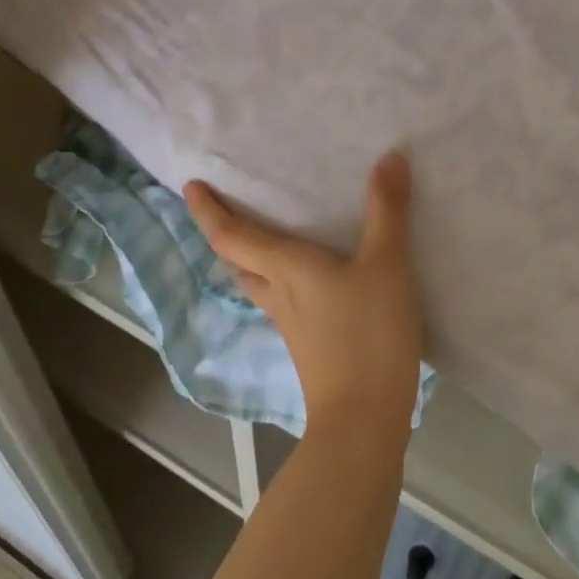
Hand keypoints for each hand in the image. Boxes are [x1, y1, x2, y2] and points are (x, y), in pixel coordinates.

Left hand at [184, 152, 423, 440]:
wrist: (363, 422)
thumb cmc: (368, 335)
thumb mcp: (386, 265)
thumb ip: (387, 210)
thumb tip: (389, 156)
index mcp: (285, 268)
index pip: (231, 236)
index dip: (207, 211)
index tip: (189, 186)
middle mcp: (278, 293)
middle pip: (236, 261)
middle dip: (223, 232)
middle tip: (222, 206)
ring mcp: (290, 324)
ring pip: (255, 283)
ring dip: (246, 258)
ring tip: (259, 235)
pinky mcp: (307, 346)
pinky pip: (280, 299)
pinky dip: (277, 278)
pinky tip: (304, 278)